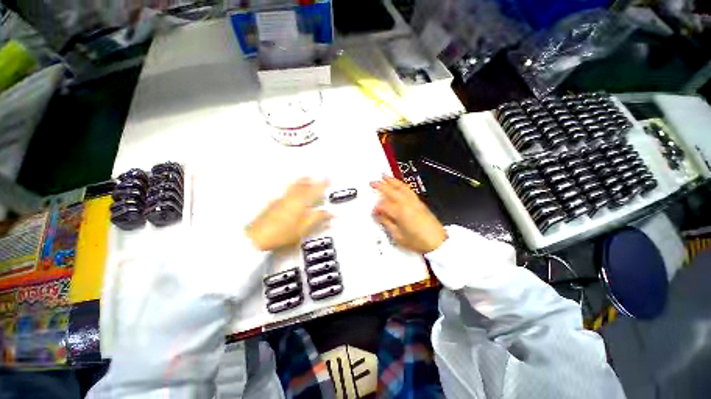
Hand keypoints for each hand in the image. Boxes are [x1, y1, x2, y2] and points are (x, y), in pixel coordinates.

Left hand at [246, 178, 331, 250]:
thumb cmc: (281, 234)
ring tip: (306, 179)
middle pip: (302, 185)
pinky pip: (287, 192)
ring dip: (301, 182)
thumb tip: (329, 213)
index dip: (322, 184)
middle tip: (316, 177)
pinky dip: (293, 188)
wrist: (257, 237)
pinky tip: (292, 192)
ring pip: (293, 186)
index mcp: (300, 203)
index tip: (328, 179)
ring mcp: (281, 200)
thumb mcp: (304, 228)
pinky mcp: (273, 204)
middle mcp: (290, 198)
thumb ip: (317, 219)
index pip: (314, 191)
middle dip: (311, 180)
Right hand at [371, 175, 445, 253]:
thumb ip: (387, 223)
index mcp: (400, 212)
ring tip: (385, 176)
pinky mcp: (420, 203)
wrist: (437, 242)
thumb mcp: (398, 236)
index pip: (384, 205)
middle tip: (373, 182)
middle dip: (380, 186)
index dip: (377, 208)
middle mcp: (407, 204)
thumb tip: (380, 216)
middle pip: (391, 191)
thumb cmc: (419, 241)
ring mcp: (415, 202)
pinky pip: (408, 190)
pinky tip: (398, 184)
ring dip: (392, 181)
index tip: (374, 212)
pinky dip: (401, 184)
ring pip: (401, 187)